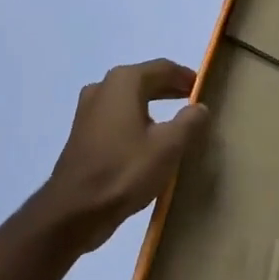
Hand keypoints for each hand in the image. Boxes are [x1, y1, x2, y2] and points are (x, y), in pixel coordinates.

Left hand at [31, 59, 209, 253]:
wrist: (74, 211)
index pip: (163, 68)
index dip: (186, 76)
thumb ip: (190, 122)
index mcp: (124, 82)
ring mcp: (88, 110)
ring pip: (129, 98)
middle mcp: (103, 87)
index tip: (204, 88)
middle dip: (170, 89)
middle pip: (144, 80)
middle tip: (193, 101)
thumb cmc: (125, 171)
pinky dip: (136, 119)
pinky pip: (116, 116)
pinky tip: (148, 138)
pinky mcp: (82, 132)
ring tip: (175, 120)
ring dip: (152, 104)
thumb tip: (200, 107)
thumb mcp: (169, 146)